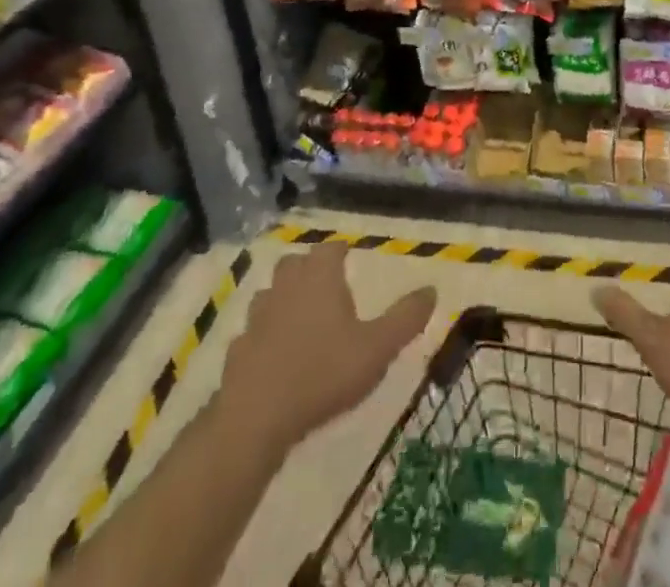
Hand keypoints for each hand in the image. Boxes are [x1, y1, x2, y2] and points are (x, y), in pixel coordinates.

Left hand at [217, 242, 436, 457]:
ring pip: (271, 294)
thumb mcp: (377, 348)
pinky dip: (264, 336)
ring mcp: (257, 317)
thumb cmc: (323, 374)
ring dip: (284, 298)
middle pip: (295, 263)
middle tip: (326, 284)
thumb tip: (432, 289)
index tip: (349, 258)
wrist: (255, 419)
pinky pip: (253, 332)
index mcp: (320, 277)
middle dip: (309, 269)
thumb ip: (406, 318)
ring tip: (302, 317)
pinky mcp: (237, 350)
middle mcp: (286, 286)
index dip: (340, 251)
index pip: (330, 249)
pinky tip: (275, 355)